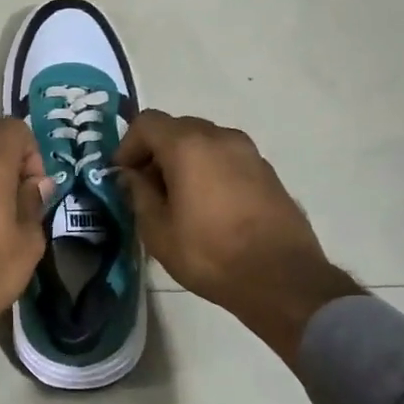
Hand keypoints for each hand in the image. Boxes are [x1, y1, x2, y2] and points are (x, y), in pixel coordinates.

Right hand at [115, 111, 360, 363]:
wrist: (282, 279)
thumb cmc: (210, 254)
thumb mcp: (158, 231)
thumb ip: (139, 195)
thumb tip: (131, 177)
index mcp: (188, 146)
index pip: (147, 123)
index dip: (127, 145)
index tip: (122, 176)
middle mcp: (220, 137)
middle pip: (176, 128)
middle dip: (155, 152)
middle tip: (146, 188)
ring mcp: (249, 152)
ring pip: (204, 142)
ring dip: (183, 160)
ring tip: (177, 199)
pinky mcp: (267, 171)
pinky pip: (226, 158)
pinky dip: (209, 169)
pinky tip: (208, 206)